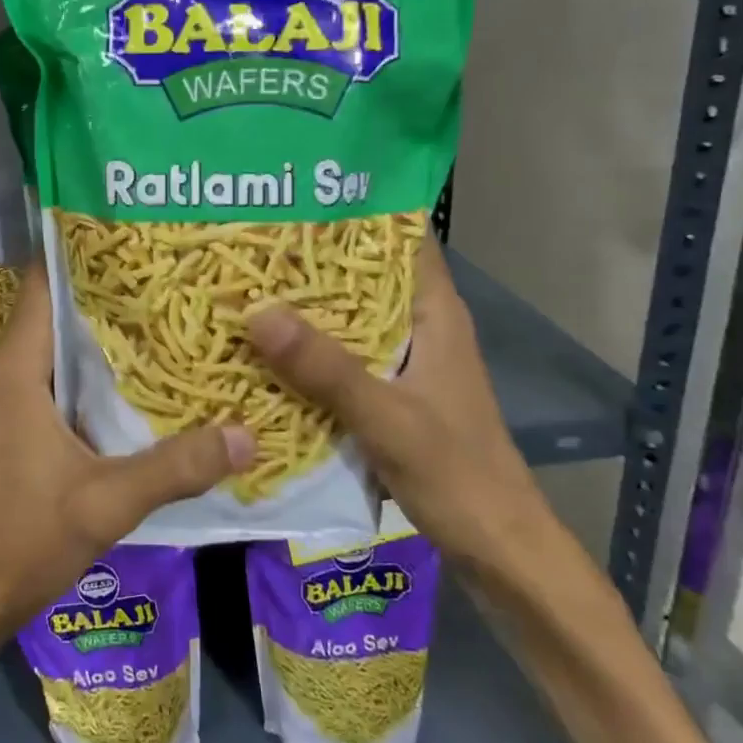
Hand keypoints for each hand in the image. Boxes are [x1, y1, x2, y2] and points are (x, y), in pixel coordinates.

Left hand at [0, 261, 252, 645]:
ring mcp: (24, 397)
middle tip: (172, 262)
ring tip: (173, 302)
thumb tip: (248, 433)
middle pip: (60, 305)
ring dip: (110, 325)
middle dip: (110, 283)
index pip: (41, 282)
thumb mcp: (108, 502)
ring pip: (68, 341)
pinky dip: (107, 365)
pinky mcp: (34, 423)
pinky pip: (72, 375)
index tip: (132, 226)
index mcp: (20, 369)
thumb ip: (176, 467)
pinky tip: (153, 369)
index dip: (80, 249)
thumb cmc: (26, 539)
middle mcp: (17, 370)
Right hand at [245, 238, 550, 574]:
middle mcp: (419, 327)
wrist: (497, 547)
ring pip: (348, 317)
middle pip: (364, 275)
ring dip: (305, 305)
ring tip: (245, 283)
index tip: (296, 194)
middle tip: (249, 239)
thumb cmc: (457, 474)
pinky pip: (340, 356)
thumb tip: (257, 311)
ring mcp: (403, 361)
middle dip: (312, 258)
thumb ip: (327, 369)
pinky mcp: (388, 393)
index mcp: (434, 314)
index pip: (401, 239)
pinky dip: (307, 348)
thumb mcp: (388, 418)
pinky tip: (264, 349)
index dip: (355, 211)